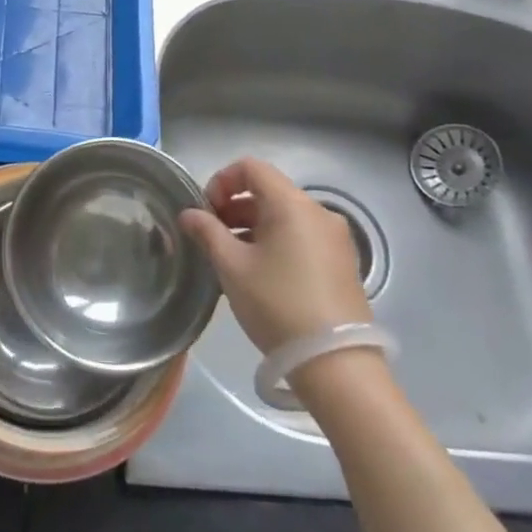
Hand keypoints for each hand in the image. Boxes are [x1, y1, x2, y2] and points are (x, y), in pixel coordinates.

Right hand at [179, 158, 371, 352]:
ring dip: (252, 227)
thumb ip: (207, 232)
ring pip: (284, 216)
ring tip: (231, 259)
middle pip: (268, 191)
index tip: (206, 211)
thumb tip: (189, 214)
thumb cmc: (277, 304)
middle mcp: (318, 212)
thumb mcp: (232, 267)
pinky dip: (275, 242)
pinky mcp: (342, 263)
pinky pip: (301, 237)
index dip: (221, 181)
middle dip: (234, 207)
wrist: (335, 363)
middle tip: (211, 237)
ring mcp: (335, 238)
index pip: (252, 168)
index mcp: (292, 204)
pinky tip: (260, 275)